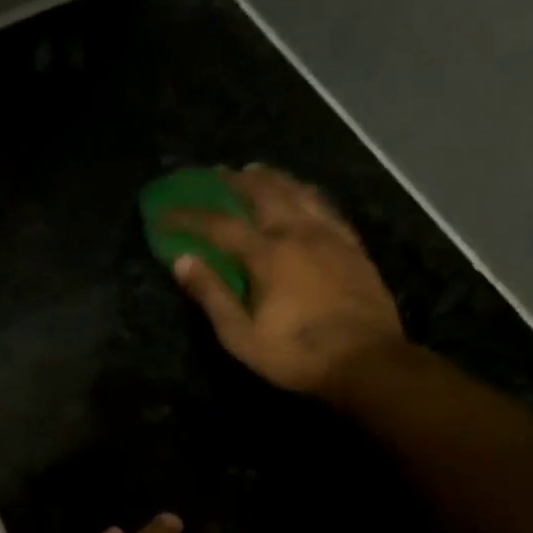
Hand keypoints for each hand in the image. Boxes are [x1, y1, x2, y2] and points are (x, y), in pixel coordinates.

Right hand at [164, 164, 404, 395]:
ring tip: (258, 172)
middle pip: (265, 194)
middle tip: (218, 173)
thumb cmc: (297, 354)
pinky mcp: (352, 247)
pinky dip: (306, 194)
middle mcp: (299, 234)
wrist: (367, 361)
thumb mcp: (241, 335)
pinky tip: (303, 196)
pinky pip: (325, 207)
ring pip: (299, 193)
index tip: (165, 214)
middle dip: (236, 181)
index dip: (189, 217)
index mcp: (268, 255)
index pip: (220, 226)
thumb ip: (212, 295)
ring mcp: (330, 237)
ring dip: (274, 179)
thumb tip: (182, 261)